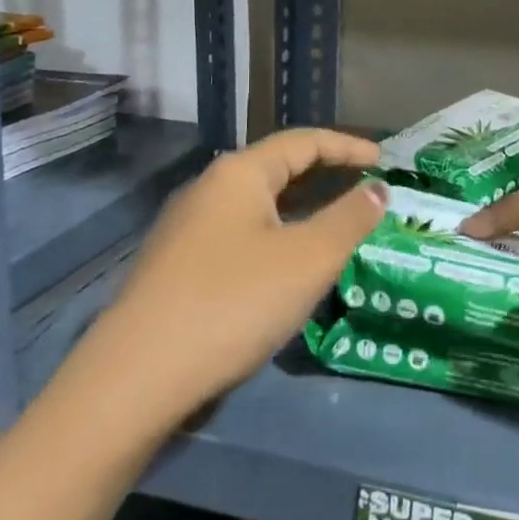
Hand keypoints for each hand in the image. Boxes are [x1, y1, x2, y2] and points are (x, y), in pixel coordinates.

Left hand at [0, 129, 386, 519]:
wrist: (136, 377)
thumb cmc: (233, 303)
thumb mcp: (308, 259)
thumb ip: (350, 219)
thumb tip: (378, 189)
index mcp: (239, 173)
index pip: (303, 142)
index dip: (347, 147)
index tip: (382, 161)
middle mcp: (208, 189)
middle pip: (277, 169)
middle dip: (324, 176)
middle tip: (364, 191)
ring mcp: (185, 228)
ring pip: (256, 205)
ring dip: (299, 208)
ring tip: (333, 226)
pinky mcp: (174, 265)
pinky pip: (238, 233)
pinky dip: (274, 235)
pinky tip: (285, 265)